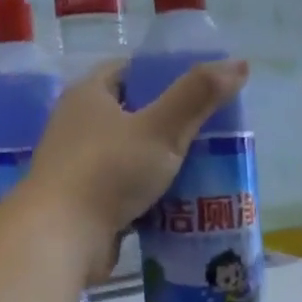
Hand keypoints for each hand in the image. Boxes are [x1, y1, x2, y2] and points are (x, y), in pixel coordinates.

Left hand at [27, 58, 248, 282]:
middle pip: (131, 116)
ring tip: (202, 169)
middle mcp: (76, 126)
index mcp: (88, 95)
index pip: (129, 72)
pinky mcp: (83, 203)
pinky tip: (178, 204)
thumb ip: (198, 96)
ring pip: (129, 157)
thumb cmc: (109, 171)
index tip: (198, 92)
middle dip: (168, 124)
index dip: (163, 76)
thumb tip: (239, 64)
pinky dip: (147, 195)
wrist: (62, 237)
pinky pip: (123, 191)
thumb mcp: (161, 128)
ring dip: (159, 163)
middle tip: (208, 134)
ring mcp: (78, 167)